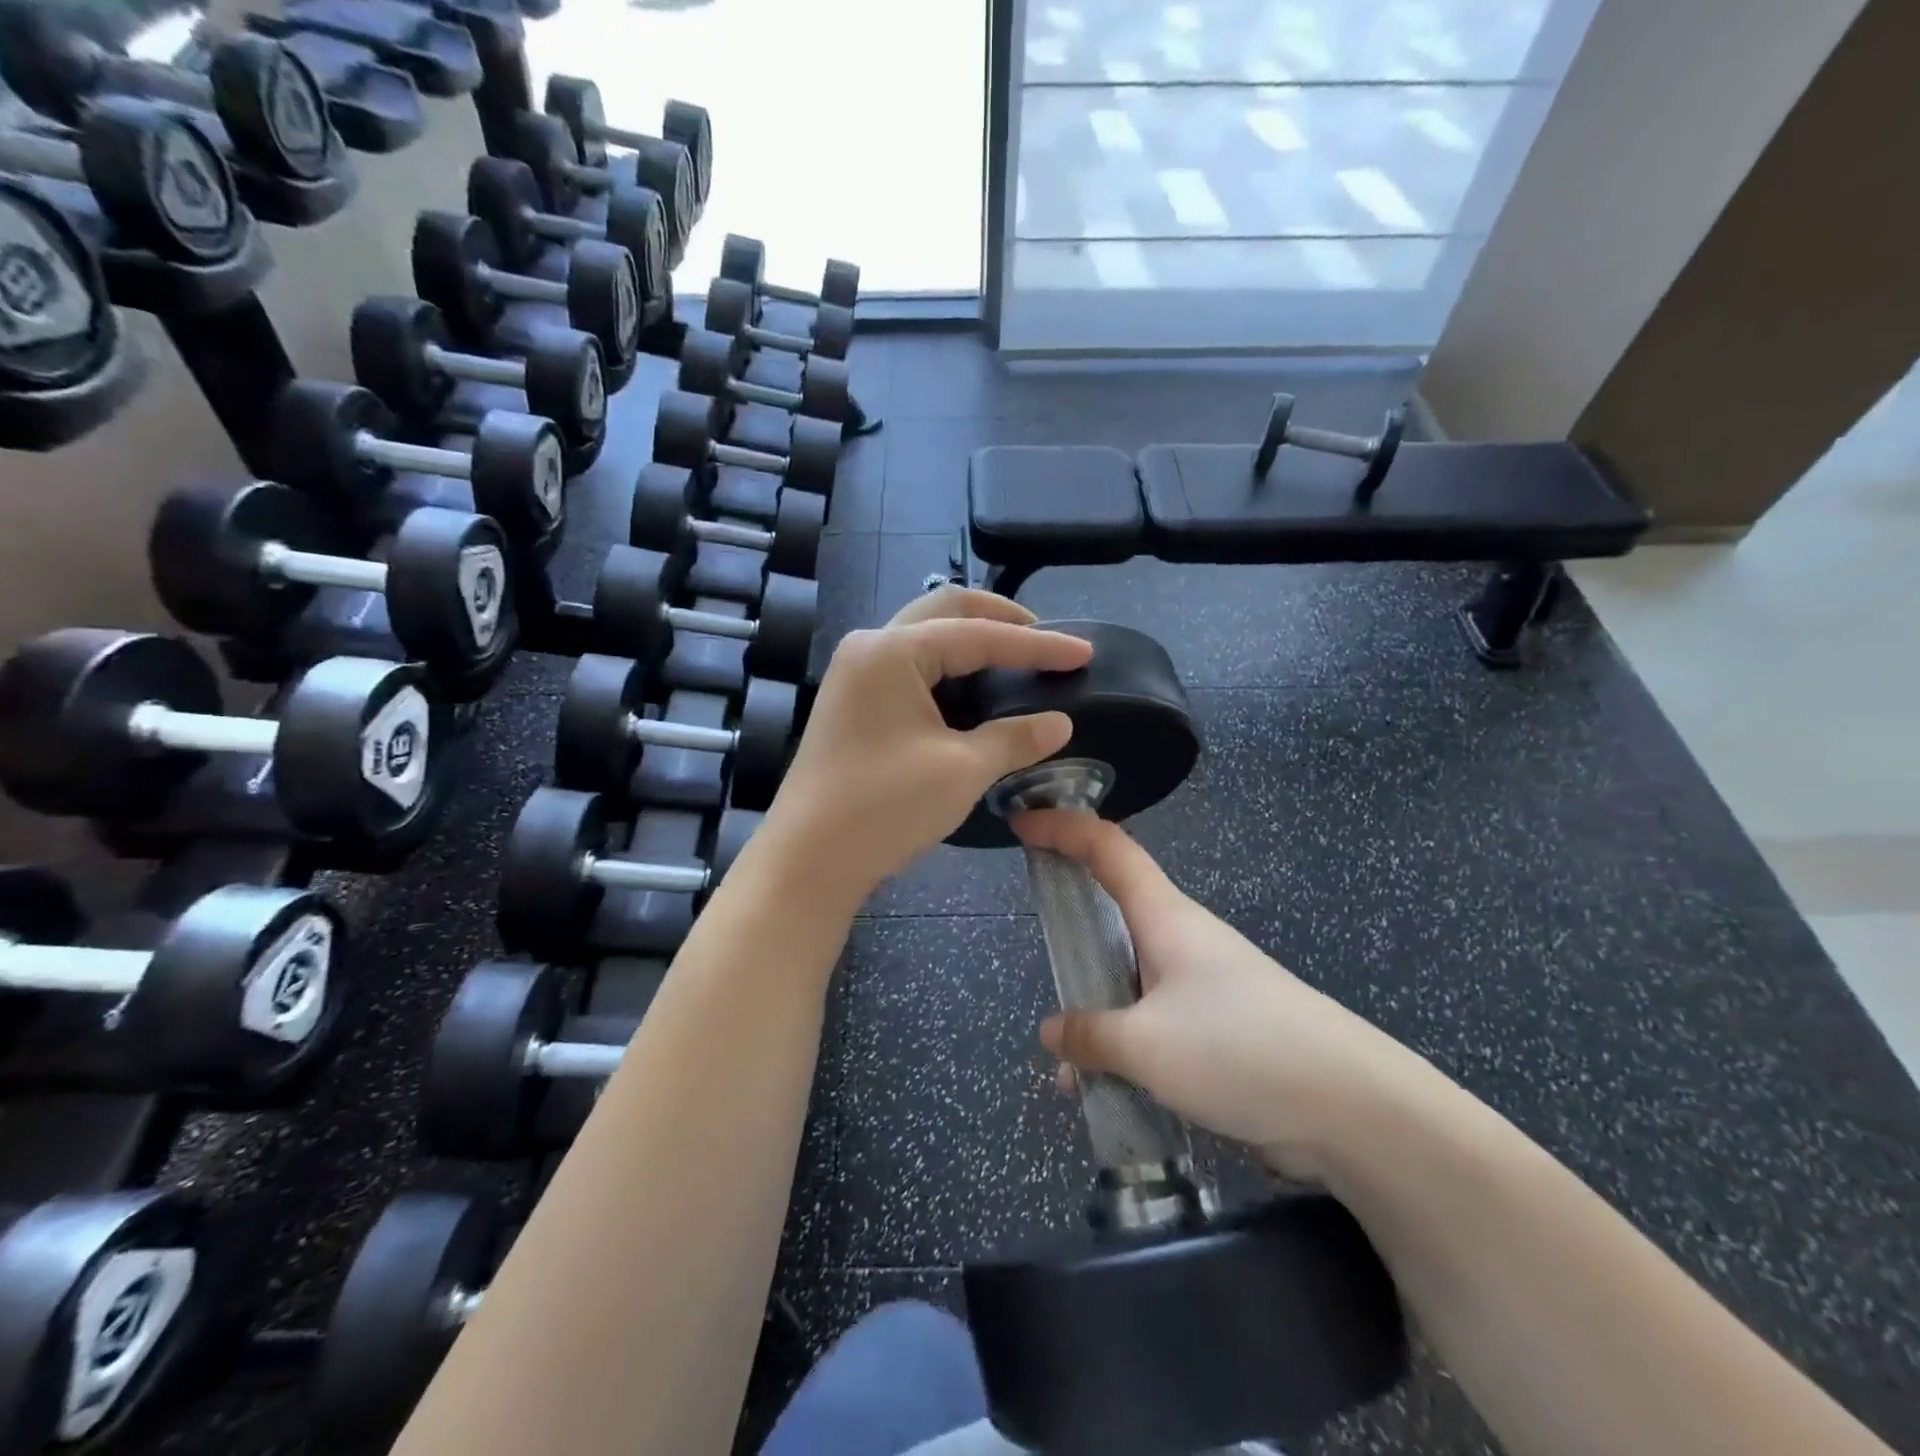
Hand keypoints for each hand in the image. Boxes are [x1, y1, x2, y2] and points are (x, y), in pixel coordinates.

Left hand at [762, 589, 1093, 906]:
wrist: (809, 858)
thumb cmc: (884, 808)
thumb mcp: (962, 770)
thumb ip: (1015, 738)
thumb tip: (1060, 723)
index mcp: (893, 651)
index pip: (980, 635)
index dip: (1038, 644)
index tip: (1084, 652)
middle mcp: (869, 647)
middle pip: (945, 610)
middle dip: (1001, 619)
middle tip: (1046, 639)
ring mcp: (855, 672)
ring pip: (925, 633)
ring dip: (972, 637)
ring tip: (1017, 657)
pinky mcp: (853, 699)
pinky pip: (909, 663)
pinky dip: (948, 665)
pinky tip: (973, 686)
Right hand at [1015, 809, 1427, 1182]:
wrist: (1353, 1108)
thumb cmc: (1240, 1049)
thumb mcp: (1147, 1046)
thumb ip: (1091, 1035)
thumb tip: (1053, 1032)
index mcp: (1166, 918)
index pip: (1107, 848)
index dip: (1062, 828)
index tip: (1021, 824)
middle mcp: (1182, 940)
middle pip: (1116, 912)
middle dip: (1074, 930)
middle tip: (1043, 955)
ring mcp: (1203, 985)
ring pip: (1131, 980)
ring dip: (1098, 1012)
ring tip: (1070, 1067)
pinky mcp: (1220, 1028)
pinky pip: (1154, 1023)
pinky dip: (1125, 1048)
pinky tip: (1109, 1094)